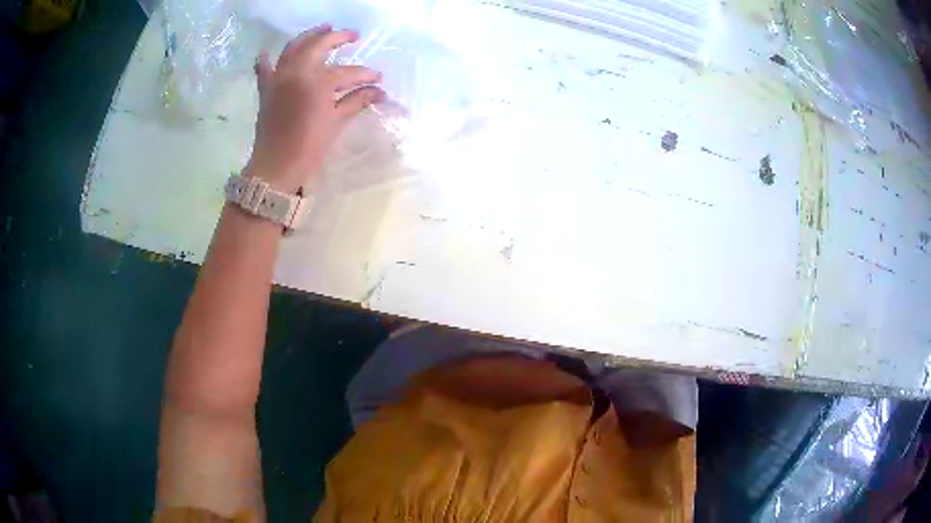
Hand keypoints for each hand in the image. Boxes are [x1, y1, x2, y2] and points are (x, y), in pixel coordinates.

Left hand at [247, 25, 384, 192]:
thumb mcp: (335, 122)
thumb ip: (356, 101)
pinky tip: (265, 52)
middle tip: (352, 35)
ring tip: (322, 29)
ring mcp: (279, 78)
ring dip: (308, 36)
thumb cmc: (309, 147)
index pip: (347, 72)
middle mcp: (297, 72)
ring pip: (293, 48)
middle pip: (319, 45)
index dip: (365, 75)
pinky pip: (263, 70)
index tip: (378, 79)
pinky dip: (264, 60)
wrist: (275, 167)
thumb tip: (379, 92)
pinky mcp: (266, 90)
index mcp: (318, 81)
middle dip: (337, 37)